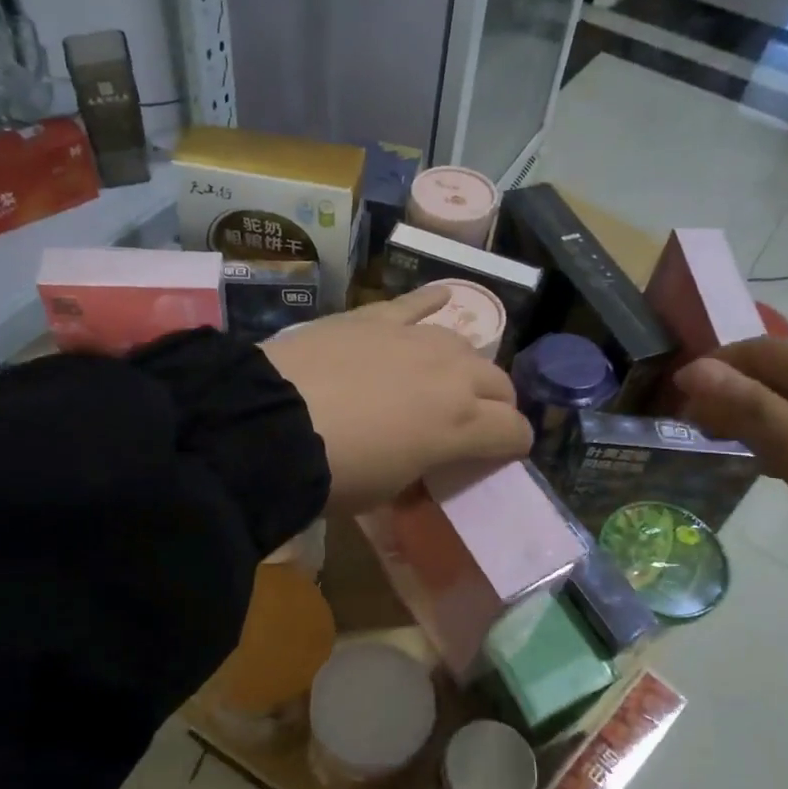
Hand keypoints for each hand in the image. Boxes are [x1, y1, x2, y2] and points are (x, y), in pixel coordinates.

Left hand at [265, 287, 532, 512]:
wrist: (273, 423)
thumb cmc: (334, 473)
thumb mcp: (385, 492)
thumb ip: (417, 472)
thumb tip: (420, 468)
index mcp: (462, 425)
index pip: (514, 431)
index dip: (513, 445)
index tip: (501, 454)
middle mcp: (452, 375)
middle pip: (499, 382)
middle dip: (497, 404)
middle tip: (475, 421)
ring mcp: (416, 339)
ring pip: (463, 345)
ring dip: (466, 365)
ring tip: (451, 376)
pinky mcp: (376, 318)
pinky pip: (416, 303)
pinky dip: (432, 300)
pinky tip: (443, 296)